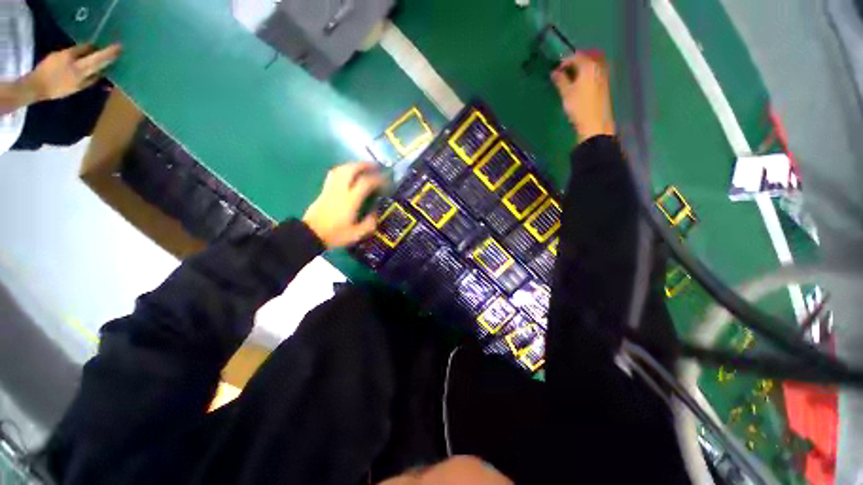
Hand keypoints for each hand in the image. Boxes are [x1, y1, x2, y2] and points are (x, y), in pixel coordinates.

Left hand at [24, 44, 121, 101]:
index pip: (98, 58)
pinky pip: (70, 51)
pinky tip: (73, 61)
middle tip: (101, 51)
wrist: (35, 85)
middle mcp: (72, 57)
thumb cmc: (57, 90)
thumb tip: (101, 73)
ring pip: (79, 49)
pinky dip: (76, 54)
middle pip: (88, 48)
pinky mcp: (56, 53)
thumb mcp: (77, 88)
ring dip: (85, 52)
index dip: (108, 52)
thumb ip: (90, 79)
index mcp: (79, 68)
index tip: (118, 48)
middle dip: (95, 49)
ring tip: (88, 56)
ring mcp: (63, 53)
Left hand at [303, 162, 385, 248]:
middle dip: (365, 165)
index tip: (386, 180)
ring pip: (341, 169)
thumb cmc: (335, 235)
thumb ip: (369, 223)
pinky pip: (334, 174)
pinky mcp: (324, 190)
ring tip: (363, 167)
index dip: (377, 179)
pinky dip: (343, 170)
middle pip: (351, 169)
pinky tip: (348, 174)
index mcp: (350, 200)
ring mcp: (330, 189)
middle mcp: (340, 190)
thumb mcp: (356, 234)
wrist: (310, 235)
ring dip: (353, 165)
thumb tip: (375, 212)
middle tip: (376, 166)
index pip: (365, 182)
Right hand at [551, 51, 615, 142]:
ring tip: (572, 76)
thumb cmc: (579, 107)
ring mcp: (604, 76)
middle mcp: (599, 67)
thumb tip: (554, 72)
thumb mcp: (566, 93)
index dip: (565, 61)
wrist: (595, 123)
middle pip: (587, 58)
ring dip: (583, 67)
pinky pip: (596, 72)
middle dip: (576, 61)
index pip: (576, 57)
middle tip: (565, 70)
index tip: (556, 69)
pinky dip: (588, 74)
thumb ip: (560, 81)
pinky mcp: (605, 85)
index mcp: (588, 66)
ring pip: (593, 65)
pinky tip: (581, 83)